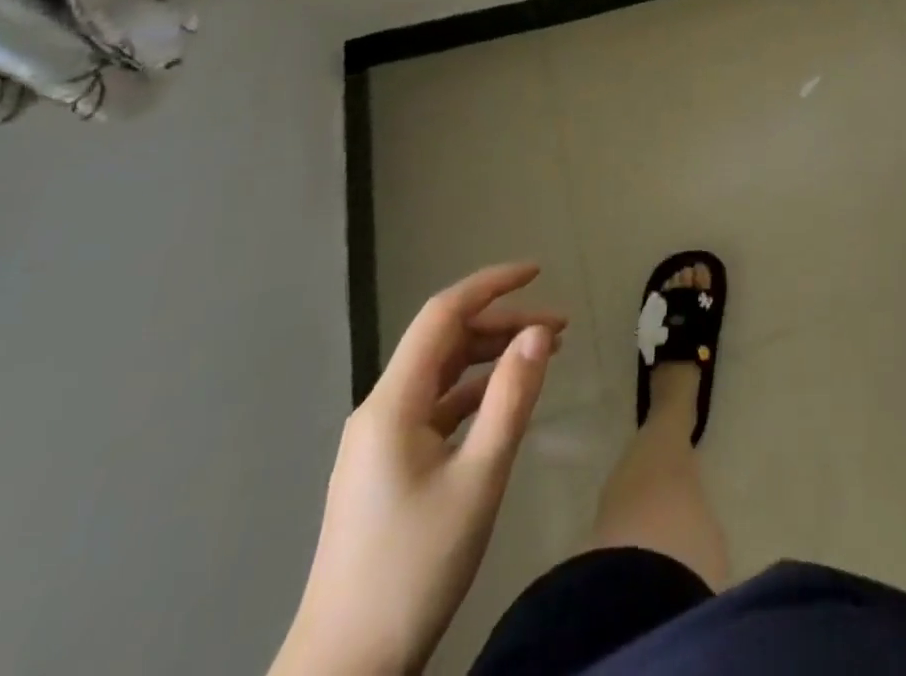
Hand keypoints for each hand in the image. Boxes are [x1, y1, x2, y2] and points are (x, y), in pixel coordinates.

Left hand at [271, 264, 565, 675]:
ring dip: (492, 356)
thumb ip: (511, 398)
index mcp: (391, 404)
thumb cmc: (413, 570)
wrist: (344, 673)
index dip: (491, 284)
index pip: (443, 315)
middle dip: (503, 324)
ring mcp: (380, 442)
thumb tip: (539, 332)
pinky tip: (508, 400)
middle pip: (445, 342)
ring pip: (442, 374)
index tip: (538, 270)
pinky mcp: (388, 468)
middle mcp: (380, 411)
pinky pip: (437, 408)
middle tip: (561, 330)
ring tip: (545, 355)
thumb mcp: (478, 480)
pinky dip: (476, 392)